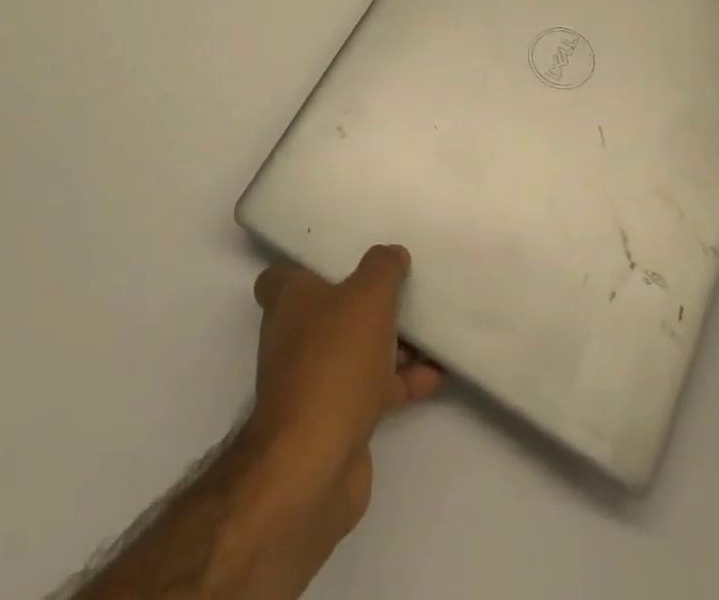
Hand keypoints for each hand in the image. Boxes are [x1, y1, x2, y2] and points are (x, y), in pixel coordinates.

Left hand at [243, 247, 442, 535]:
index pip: (281, 275)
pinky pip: (372, 388)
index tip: (344, 258)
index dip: (308, 265)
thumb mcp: (367, 297)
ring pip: (355, 349)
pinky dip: (401, 380)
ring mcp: (313, 380)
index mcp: (288, 301)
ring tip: (432, 331)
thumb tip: (392, 255)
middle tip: (402, 290)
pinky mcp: (336, 418)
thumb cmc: (334, 361)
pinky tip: (437, 374)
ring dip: (391, 343)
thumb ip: (383, 268)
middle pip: (330, 310)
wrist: (314, 463)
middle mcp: (293, 336)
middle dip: (366, 303)